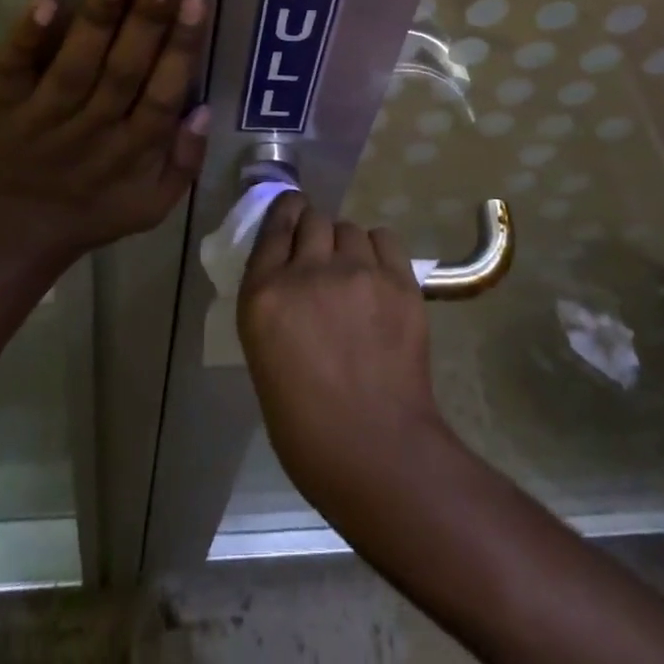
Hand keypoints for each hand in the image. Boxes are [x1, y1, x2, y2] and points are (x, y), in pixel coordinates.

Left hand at [0, 0, 210, 259]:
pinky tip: (46, 2)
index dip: (180, 48)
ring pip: (75, 65)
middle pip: (124, 71)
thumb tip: (205, 108)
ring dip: (97, 19)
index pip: (163, 94)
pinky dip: (27, 38)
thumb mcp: (150, 206)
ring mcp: (39, 119)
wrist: (1, 241)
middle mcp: (90, 131)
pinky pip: (11, 70)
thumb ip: (185, 162)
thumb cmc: (86, 214)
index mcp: (132, 152)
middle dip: (147, 19)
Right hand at [237, 192, 447, 514]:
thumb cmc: (306, 425)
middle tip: (323, 259)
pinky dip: (378, 250)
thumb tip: (293, 275)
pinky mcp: (398, 281)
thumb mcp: (265, 355)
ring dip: (346, 245)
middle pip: (313, 218)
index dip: (285, 213)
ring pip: (349, 227)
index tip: (292, 211)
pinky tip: (378, 274)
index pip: (274, 227)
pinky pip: (384, 239)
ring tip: (354, 275)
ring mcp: (357, 273)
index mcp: (264, 295)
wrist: (376, 452)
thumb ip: (275, 304)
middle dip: (315, 232)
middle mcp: (308, 271)